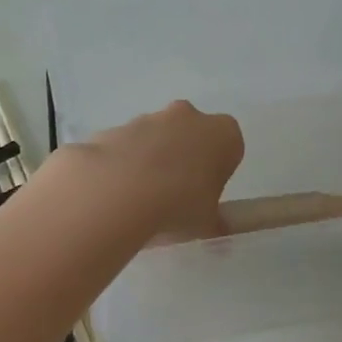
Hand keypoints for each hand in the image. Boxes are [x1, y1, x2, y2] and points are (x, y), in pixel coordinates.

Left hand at [71, 100, 243, 239]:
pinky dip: (121, 165)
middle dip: (184, 157)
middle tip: (176, 194)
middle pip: (190, 133)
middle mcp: (186, 116)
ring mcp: (147, 119)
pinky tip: (116, 193)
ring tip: (141, 199)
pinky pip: (123, 147)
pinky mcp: (113, 128)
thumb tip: (216, 224)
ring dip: (151, 160)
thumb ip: (214, 219)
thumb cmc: (179, 205)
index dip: (218, 170)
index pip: (228, 147)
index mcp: (221, 133)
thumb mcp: (207, 222)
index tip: (206, 193)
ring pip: (154, 137)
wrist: (119, 194)